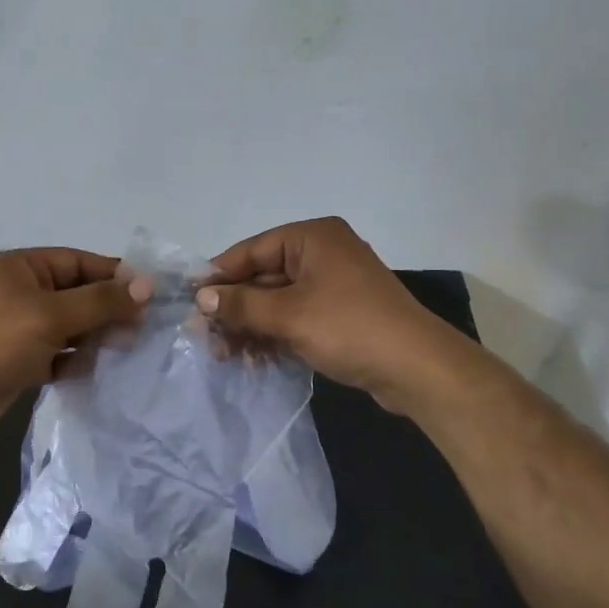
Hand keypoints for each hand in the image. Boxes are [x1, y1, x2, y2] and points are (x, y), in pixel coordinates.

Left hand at [0, 248, 150, 438]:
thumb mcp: (53, 314)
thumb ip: (101, 301)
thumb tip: (147, 286)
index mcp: (24, 268)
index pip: (80, 263)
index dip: (115, 276)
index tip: (150, 293)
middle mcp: (23, 292)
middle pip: (78, 295)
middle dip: (109, 310)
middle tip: (144, 327)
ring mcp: (21, 327)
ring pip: (71, 326)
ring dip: (96, 337)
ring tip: (128, 349)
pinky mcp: (20, 360)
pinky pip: (59, 354)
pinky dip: (77, 361)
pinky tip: (100, 370)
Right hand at [195, 217, 450, 410]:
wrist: (418, 369)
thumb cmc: (350, 327)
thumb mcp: (289, 315)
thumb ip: (242, 305)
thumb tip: (202, 298)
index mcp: (312, 238)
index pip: (252, 250)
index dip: (219, 275)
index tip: (190, 299)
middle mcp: (322, 254)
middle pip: (263, 277)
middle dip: (234, 308)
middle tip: (204, 336)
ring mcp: (333, 285)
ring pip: (277, 302)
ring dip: (251, 327)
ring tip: (225, 355)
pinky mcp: (340, 314)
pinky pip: (296, 318)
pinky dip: (274, 335)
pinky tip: (254, 360)